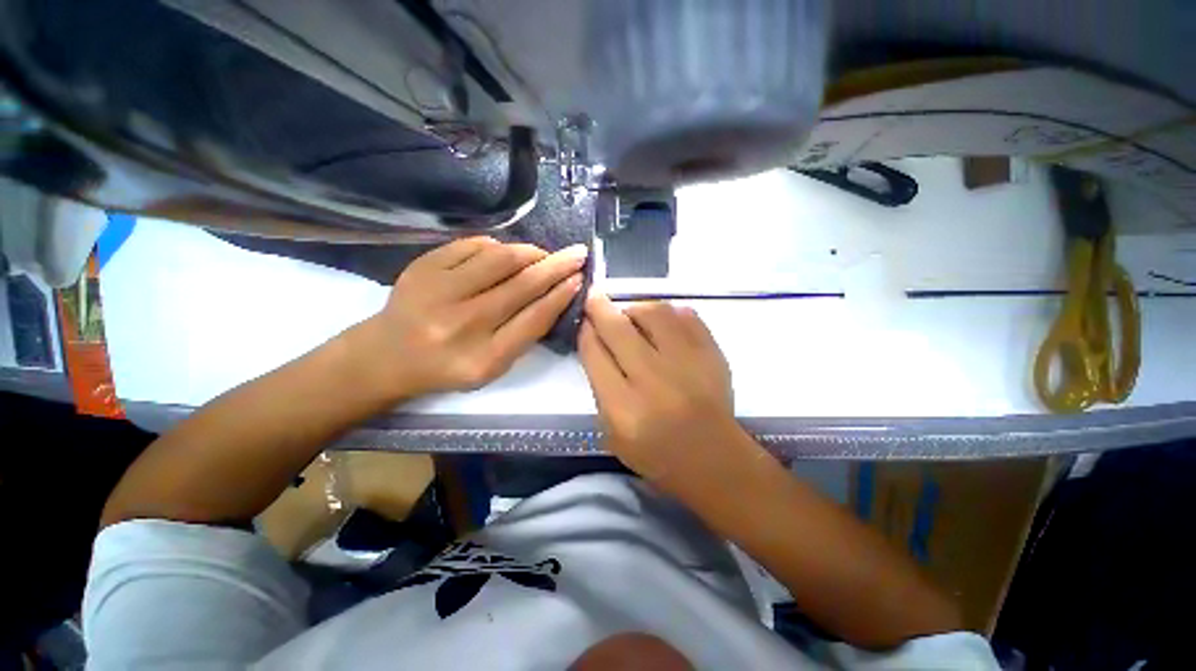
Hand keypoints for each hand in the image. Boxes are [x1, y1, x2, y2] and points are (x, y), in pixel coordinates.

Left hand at [363, 237, 586, 397]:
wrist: (386, 356)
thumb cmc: (448, 366)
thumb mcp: (493, 366)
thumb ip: (525, 333)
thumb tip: (556, 292)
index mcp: (483, 358)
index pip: (534, 319)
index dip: (561, 295)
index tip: (579, 278)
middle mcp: (461, 324)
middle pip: (522, 285)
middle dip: (557, 266)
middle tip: (577, 253)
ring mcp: (438, 291)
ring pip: (500, 259)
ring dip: (530, 252)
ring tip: (542, 255)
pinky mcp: (422, 267)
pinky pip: (472, 245)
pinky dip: (497, 246)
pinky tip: (505, 254)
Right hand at [579, 293, 752, 490]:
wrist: (714, 459)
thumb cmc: (656, 453)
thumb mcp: (612, 433)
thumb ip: (600, 387)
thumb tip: (595, 341)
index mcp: (624, 408)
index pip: (595, 354)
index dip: (586, 332)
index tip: (584, 321)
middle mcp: (655, 380)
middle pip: (618, 329)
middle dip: (600, 308)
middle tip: (595, 299)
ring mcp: (688, 363)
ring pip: (653, 313)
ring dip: (635, 308)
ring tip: (632, 316)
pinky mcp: (713, 354)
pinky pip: (686, 316)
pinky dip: (669, 313)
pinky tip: (663, 324)